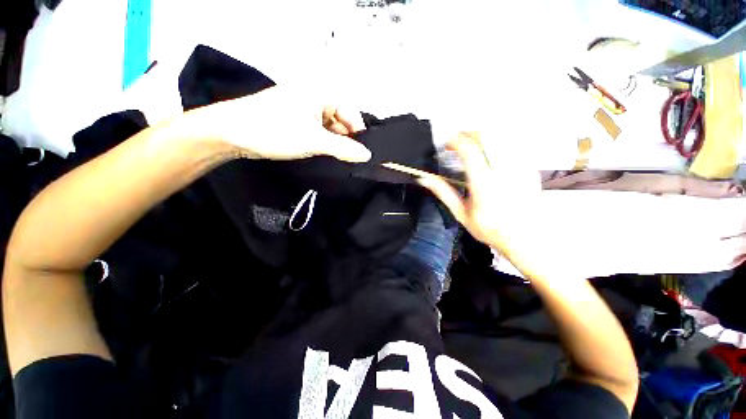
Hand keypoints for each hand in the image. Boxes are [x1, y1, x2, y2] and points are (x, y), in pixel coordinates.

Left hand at [182, 87, 371, 162]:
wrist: (232, 133)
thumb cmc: (275, 130)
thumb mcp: (315, 141)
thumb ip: (344, 149)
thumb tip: (367, 155)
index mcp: (322, 93)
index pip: (352, 114)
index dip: (358, 135)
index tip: (361, 155)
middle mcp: (315, 97)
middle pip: (341, 121)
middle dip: (346, 141)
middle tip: (350, 161)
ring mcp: (304, 108)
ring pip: (330, 128)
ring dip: (334, 144)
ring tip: (337, 160)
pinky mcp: (296, 119)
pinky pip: (318, 131)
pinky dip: (323, 143)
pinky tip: (324, 155)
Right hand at [416, 132, 542, 258]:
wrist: (525, 239)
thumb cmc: (488, 228)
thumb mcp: (460, 213)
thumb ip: (443, 192)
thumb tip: (423, 178)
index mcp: (483, 183)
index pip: (469, 150)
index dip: (455, 141)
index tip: (446, 144)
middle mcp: (503, 171)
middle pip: (486, 136)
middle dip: (468, 134)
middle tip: (457, 142)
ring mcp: (520, 167)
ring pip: (500, 137)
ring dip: (482, 137)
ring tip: (472, 147)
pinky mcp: (530, 168)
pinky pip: (512, 146)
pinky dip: (497, 145)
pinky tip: (490, 156)